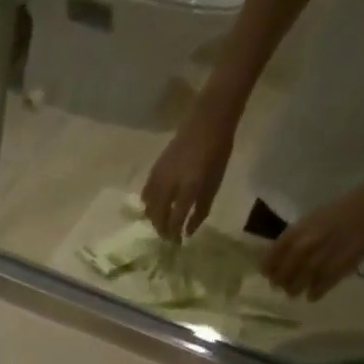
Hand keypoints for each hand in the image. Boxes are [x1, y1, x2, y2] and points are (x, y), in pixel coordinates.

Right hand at [141, 113, 236, 240]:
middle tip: (168, 237)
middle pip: (158, 216)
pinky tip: (152, 207)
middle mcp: (170, 185)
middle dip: (162, 229)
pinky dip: (148, 204)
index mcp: (189, 188)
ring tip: (161, 223)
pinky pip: (145, 193)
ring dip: (153, 219)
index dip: (174, 234)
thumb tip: (189, 231)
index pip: (175, 220)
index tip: (177, 243)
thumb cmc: (217, 151)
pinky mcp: (154, 169)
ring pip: (148, 207)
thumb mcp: (215, 183)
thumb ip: (201, 209)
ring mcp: (160, 177)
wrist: (207, 120)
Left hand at [260, 180, 363, 299]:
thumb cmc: (342, 209)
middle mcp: (306, 245)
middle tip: (283, 286)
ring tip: (296, 291)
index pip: (271, 258)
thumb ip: (295, 238)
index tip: (269, 275)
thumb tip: (279, 259)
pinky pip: (319, 288)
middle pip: (283, 275)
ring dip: (295, 290)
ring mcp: (322, 257)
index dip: (268, 270)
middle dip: (281, 283)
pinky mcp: (340, 267)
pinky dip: (314, 294)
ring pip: (298, 285)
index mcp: (297, 231)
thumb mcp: (312, 219)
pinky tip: (313, 295)